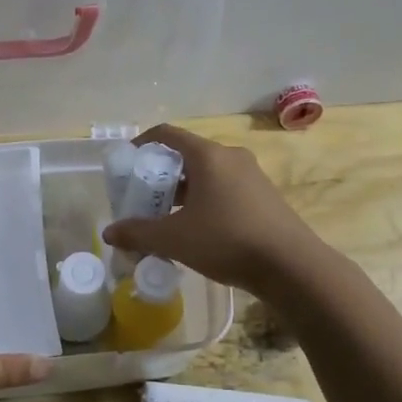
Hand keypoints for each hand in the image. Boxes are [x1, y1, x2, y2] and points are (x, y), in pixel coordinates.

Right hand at [102, 124, 319, 293]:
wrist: (291, 266)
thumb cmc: (227, 241)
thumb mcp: (175, 239)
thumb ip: (138, 233)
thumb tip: (109, 233)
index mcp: (208, 156)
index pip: (168, 134)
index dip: (143, 143)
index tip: (127, 162)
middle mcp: (231, 157)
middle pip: (187, 156)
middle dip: (161, 176)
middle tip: (143, 199)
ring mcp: (252, 176)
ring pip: (207, 176)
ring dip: (183, 192)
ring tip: (166, 218)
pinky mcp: (265, 197)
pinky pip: (225, 190)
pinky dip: (205, 202)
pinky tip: (197, 231)